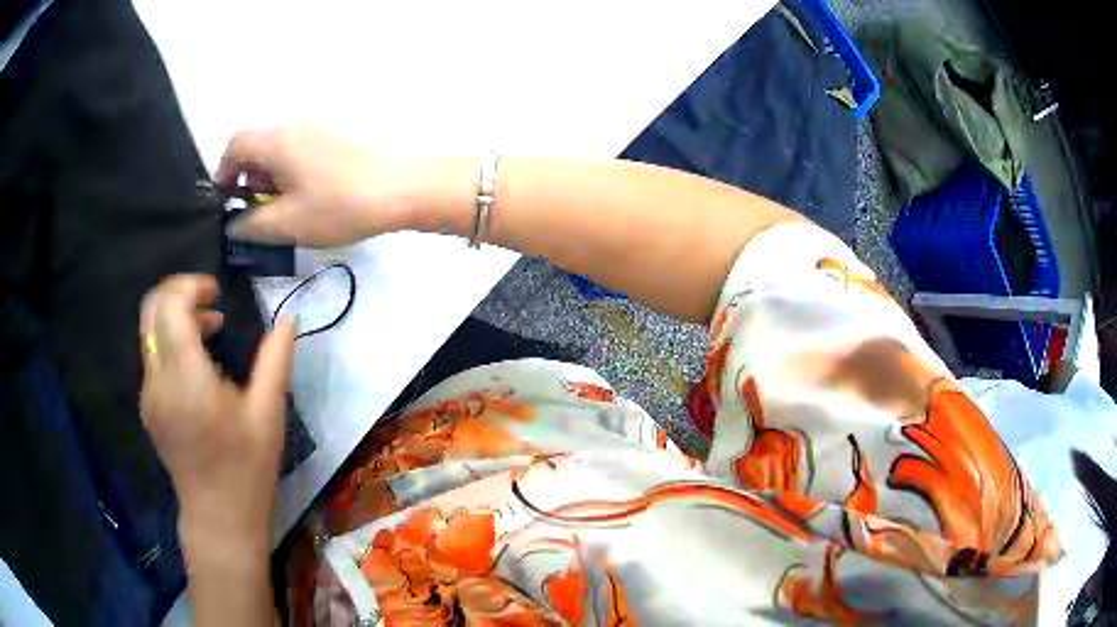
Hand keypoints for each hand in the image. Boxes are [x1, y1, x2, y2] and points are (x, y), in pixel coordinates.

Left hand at [139, 275, 295, 562]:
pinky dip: (170, 340)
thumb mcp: (268, 415)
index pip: (171, 306)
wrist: (219, 520)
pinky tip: (197, 363)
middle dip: (179, 292)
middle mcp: (158, 380)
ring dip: (175, 316)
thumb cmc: (248, 471)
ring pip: (149, 329)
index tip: (217, 293)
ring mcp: (148, 394)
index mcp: (187, 379)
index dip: (190, 286)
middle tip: (210, 301)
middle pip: (151, 308)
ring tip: (209, 328)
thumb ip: (276, 360)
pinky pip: (152, 354)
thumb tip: (289, 319)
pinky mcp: (148, 407)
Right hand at [217, 124, 421, 246]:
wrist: (397, 191)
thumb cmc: (335, 206)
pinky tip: (303, 201)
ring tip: (280, 210)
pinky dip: (287, 175)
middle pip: (255, 146)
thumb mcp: (285, 224)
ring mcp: (315, 133)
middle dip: (246, 178)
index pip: (235, 144)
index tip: (228, 201)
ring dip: (268, 179)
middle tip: (255, 210)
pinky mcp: (331, 144)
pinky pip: (296, 154)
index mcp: (276, 140)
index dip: (224, 172)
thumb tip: (233, 224)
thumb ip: (250, 225)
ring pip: (276, 152)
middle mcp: (293, 128)